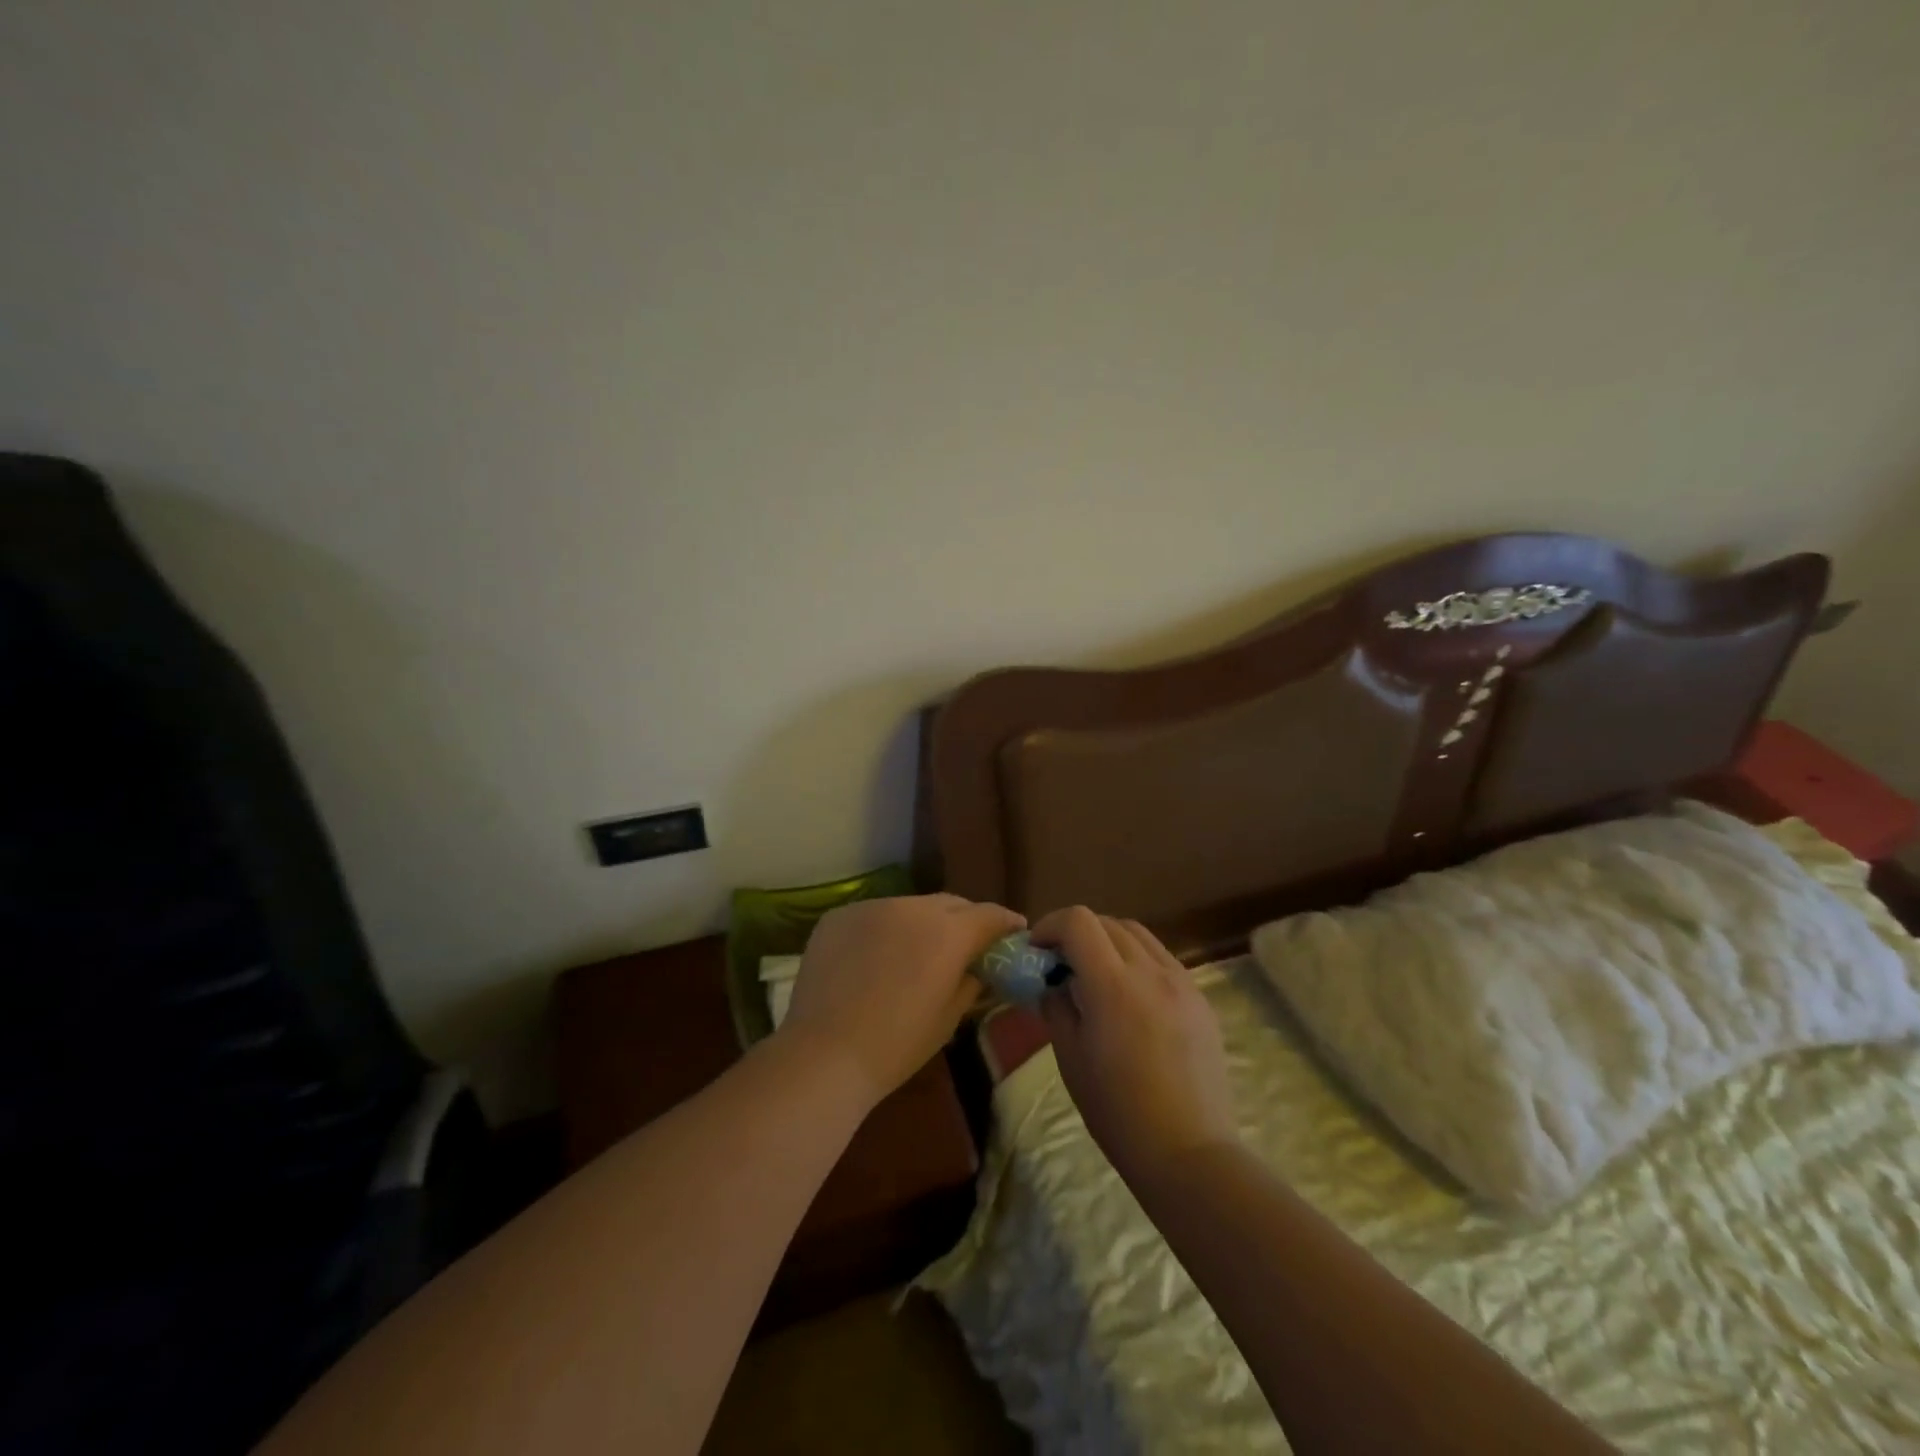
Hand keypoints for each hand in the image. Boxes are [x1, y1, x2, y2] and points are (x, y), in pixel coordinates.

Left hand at [779, 894, 1024, 1109]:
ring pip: (911, 906)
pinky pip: (875, 915)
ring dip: (923, 924)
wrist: (824, 1055)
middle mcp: (912, 907)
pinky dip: (885, 929)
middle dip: (965, 920)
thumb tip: (979, 965)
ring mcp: (872, 907)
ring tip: (918, 952)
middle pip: (951, 904)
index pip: (989, 914)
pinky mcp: (839, 915)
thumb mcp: (950, 1017)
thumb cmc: (897, 1045)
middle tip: (969, 944)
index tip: (1015, 932)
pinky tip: (877, 958)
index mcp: (948, 933)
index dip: (1006, 923)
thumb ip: (972, 980)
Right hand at [1033, 908, 1238, 1181]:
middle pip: (1107, 922)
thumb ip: (1057, 1007)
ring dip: (1108, 942)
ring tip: (1095, 975)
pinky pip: (1162, 958)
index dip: (1051, 925)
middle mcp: (1150, 971)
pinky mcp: (1200, 998)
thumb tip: (1054, 983)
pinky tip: (1130, 994)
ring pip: (1138, 935)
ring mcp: (1181, 981)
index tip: (1038, 950)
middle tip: (1061, 965)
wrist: (1189, 1152)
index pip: (1078, 921)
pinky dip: (1137, 959)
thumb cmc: (1118, 1111)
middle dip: (1077, 934)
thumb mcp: (1071, 1057)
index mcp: (1113, 985)